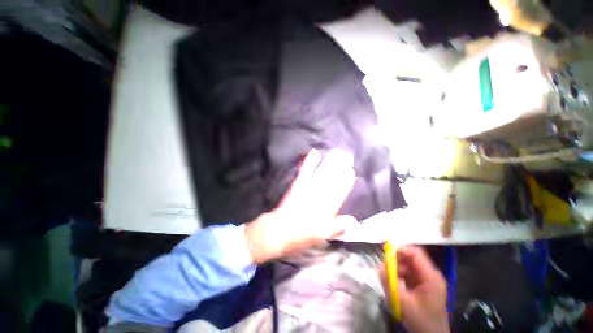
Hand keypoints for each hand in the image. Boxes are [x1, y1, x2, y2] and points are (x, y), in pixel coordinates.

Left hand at [245, 149, 356, 263]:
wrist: (279, 231)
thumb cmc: (301, 235)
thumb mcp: (322, 236)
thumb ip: (338, 227)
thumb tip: (353, 220)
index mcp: (326, 210)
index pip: (339, 193)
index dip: (346, 182)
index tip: (352, 171)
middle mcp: (319, 197)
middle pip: (332, 180)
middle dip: (340, 168)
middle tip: (347, 156)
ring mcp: (307, 189)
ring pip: (321, 174)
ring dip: (329, 163)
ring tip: (337, 153)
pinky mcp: (297, 185)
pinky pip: (305, 172)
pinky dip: (309, 162)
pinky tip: (314, 152)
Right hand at [381, 246, 448, 332]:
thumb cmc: (420, 320)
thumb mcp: (402, 302)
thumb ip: (390, 283)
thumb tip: (379, 267)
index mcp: (431, 276)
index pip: (415, 253)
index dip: (400, 249)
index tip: (385, 252)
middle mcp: (430, 274)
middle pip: (411, 257)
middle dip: (396, 260)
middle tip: (384, 267)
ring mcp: (427, 279)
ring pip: (408, 264)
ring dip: (396, 268)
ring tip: (389, 278)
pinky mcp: (422, 284)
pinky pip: (408, 272)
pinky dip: (399, 274)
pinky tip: (394, 283)